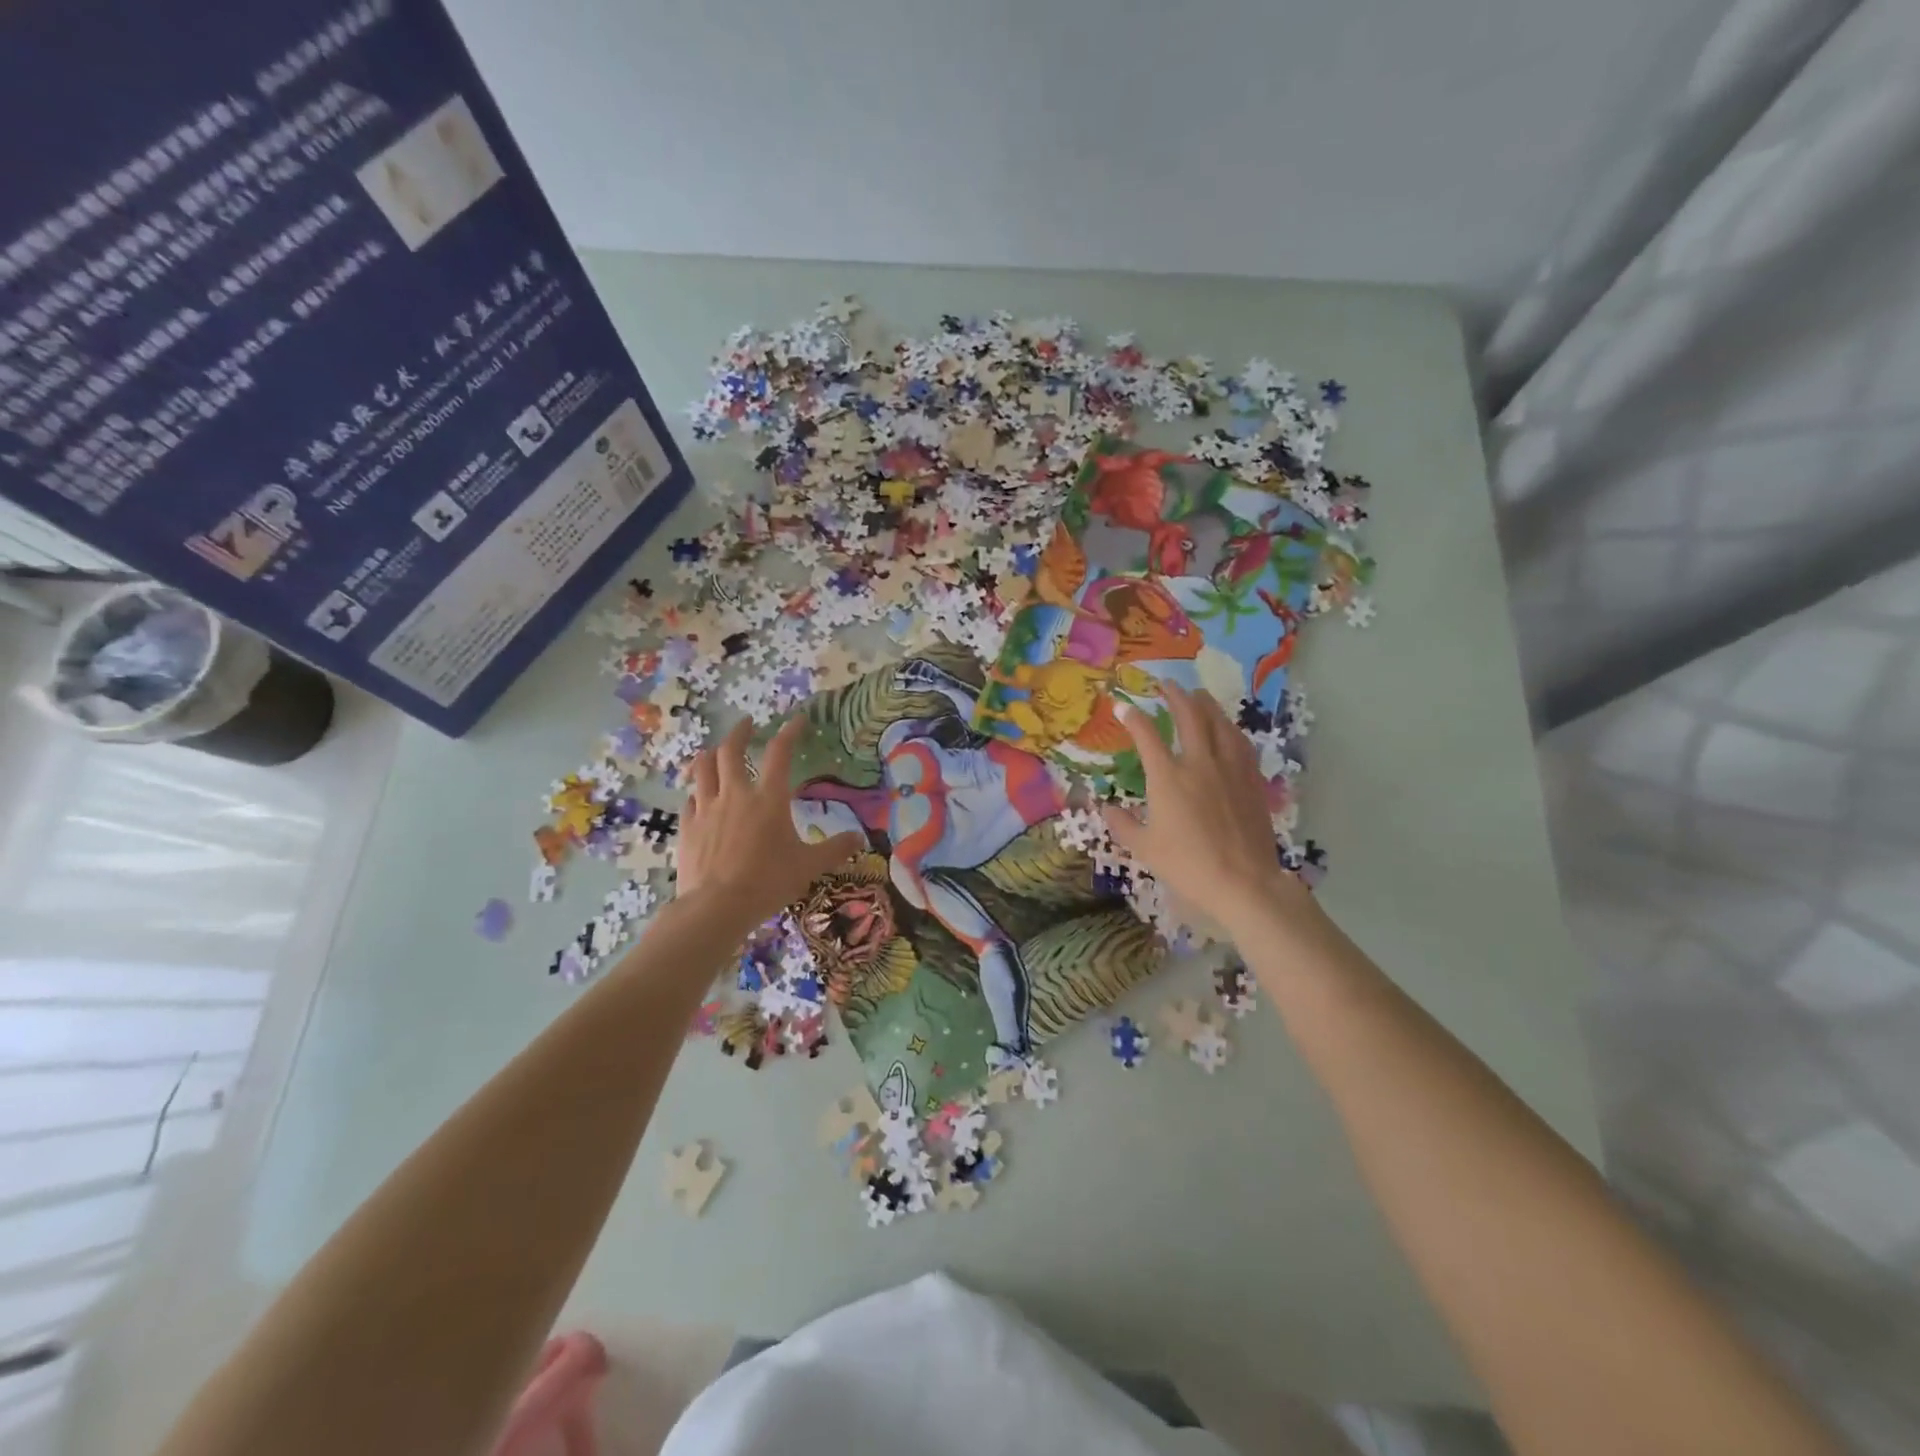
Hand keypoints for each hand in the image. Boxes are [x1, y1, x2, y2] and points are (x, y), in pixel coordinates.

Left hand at [677, 717, 864, 925]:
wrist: (717, 906)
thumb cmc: (768, 882)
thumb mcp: (809, 866)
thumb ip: (834, 849)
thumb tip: (859, 838)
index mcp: (769, 798)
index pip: (779, 753)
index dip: (789, 732)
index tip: (796, 720)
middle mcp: (735, 794)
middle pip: (731, 751)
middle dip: (740, 732)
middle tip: (747, 724)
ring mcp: (707, 809)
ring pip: (703, 769)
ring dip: (710, 754)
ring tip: (714, 751)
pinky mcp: (688, 827)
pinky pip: (690, 799)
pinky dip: (696, 791)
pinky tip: (699, 796)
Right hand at [1101, 683, 1315, 933]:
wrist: (1243, 881)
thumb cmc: (1188, 865)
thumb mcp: (1145, 848)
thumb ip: (1123, 825)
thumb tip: (1105, 807)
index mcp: (1168, 778)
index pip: (1147, 737)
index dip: (1133, 718)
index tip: (1123, 705)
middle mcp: (1199, 764)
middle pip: (1189, 717)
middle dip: (1176, 696)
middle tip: (1166, 685)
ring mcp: (1230, 769)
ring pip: (1220, 724)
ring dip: (1207, 705)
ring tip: (1199, 695)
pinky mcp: (1251, 781)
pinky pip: (1240, 744)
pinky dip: (1230, 729)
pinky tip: (1228, 729)